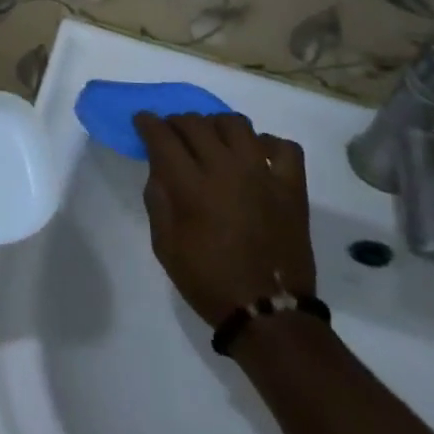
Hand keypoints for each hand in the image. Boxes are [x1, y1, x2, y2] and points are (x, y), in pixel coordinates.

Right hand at [134, 112, 316, 325]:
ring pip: (236, 124)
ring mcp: (263, 174)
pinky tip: (255, 156)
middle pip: (196, 123)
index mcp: (192, 186)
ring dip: (216, 125)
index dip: (148, 123)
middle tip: (172, 133)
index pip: (163, 137)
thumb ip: (158, 199)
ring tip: (212, 139)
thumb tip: (159, 168)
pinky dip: (267, 144)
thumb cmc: (209, 281)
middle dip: (176, 122)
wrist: (268, 314)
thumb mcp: (165, 245)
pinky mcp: (291, 187)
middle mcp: (226, 169)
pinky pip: (284, 146)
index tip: (142, 120)